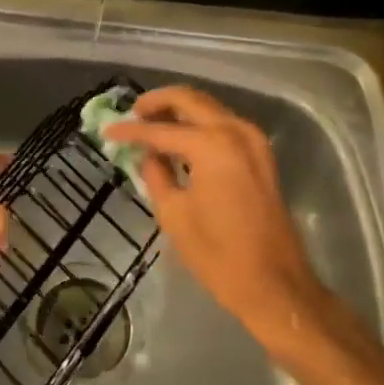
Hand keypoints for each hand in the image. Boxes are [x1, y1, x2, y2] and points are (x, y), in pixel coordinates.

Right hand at [105, 86, 325, 342]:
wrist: (276, 285)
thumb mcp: (175, 215)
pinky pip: (224, 124)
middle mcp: (235, 131)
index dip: (130, 131)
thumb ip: (156, 175)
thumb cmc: (219, 255)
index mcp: (211, 145)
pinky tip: (180, 140)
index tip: (107, 130)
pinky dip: (199, 124)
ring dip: (179, 110)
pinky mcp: (261, 154)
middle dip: (158, 102)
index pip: (160, 130)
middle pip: (190, 99)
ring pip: (209, 107)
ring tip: (151, 124)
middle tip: (133, 113)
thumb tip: (147, 155)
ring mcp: (253, 140)